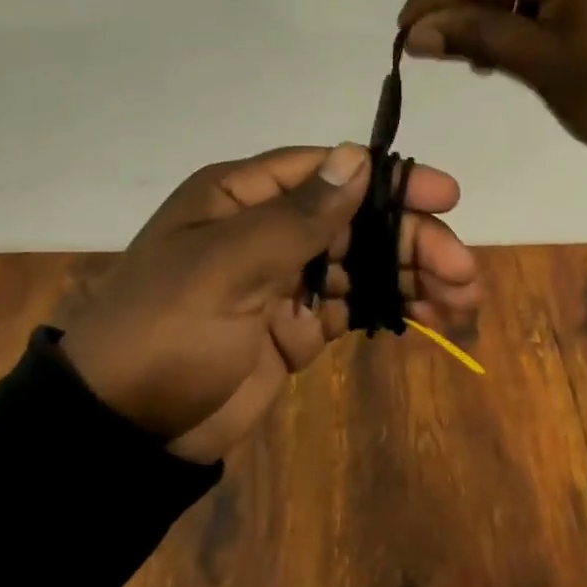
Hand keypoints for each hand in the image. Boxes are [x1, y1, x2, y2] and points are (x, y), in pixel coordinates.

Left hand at [60, 143, 477, 463]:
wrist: (122, 430)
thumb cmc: (167, 327)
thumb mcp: (227, 264)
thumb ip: (296, 215)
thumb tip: (354, 156)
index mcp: (241, 196)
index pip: (326, 172)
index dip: (386, 180)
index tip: (444, 196)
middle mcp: (265, 228)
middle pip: (352, 220)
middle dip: (408, 239)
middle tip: (463, 267)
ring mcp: (281, 280)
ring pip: (358, 263)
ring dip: (409, 274)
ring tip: (464, 297)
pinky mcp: (292, 328)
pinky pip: (350, 306)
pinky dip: (389, 308)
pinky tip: (432, 318)